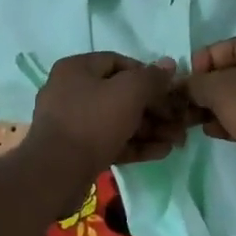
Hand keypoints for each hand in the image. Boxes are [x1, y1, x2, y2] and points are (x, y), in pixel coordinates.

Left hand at [26, 52, 185, 185]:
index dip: (147, 74)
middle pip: (121, 94)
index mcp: (76, 69)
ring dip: (149, 128)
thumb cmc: (93, 121)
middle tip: (178, 120)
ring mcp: (73, 122)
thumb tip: (169, 64)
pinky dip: (135, 144)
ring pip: (118, 120)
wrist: (56, 173)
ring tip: (177, 140)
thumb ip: (152, 78)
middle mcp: (71, 91)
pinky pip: (111, 140)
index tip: (169, 90)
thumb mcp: (129, 92)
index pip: (118, 62)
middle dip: (154, 108)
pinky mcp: (77, 150)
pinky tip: (162, 152)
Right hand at [182, 38, 235, 201]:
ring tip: (192, 118)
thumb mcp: (222, 90)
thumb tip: (183, 85)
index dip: (207, 56)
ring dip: (216, 106)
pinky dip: (230, 122)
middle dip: (209, 85)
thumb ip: (198, 83)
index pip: (234, 45)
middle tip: (186, 99)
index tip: (188, 75)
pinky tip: (210, 131)